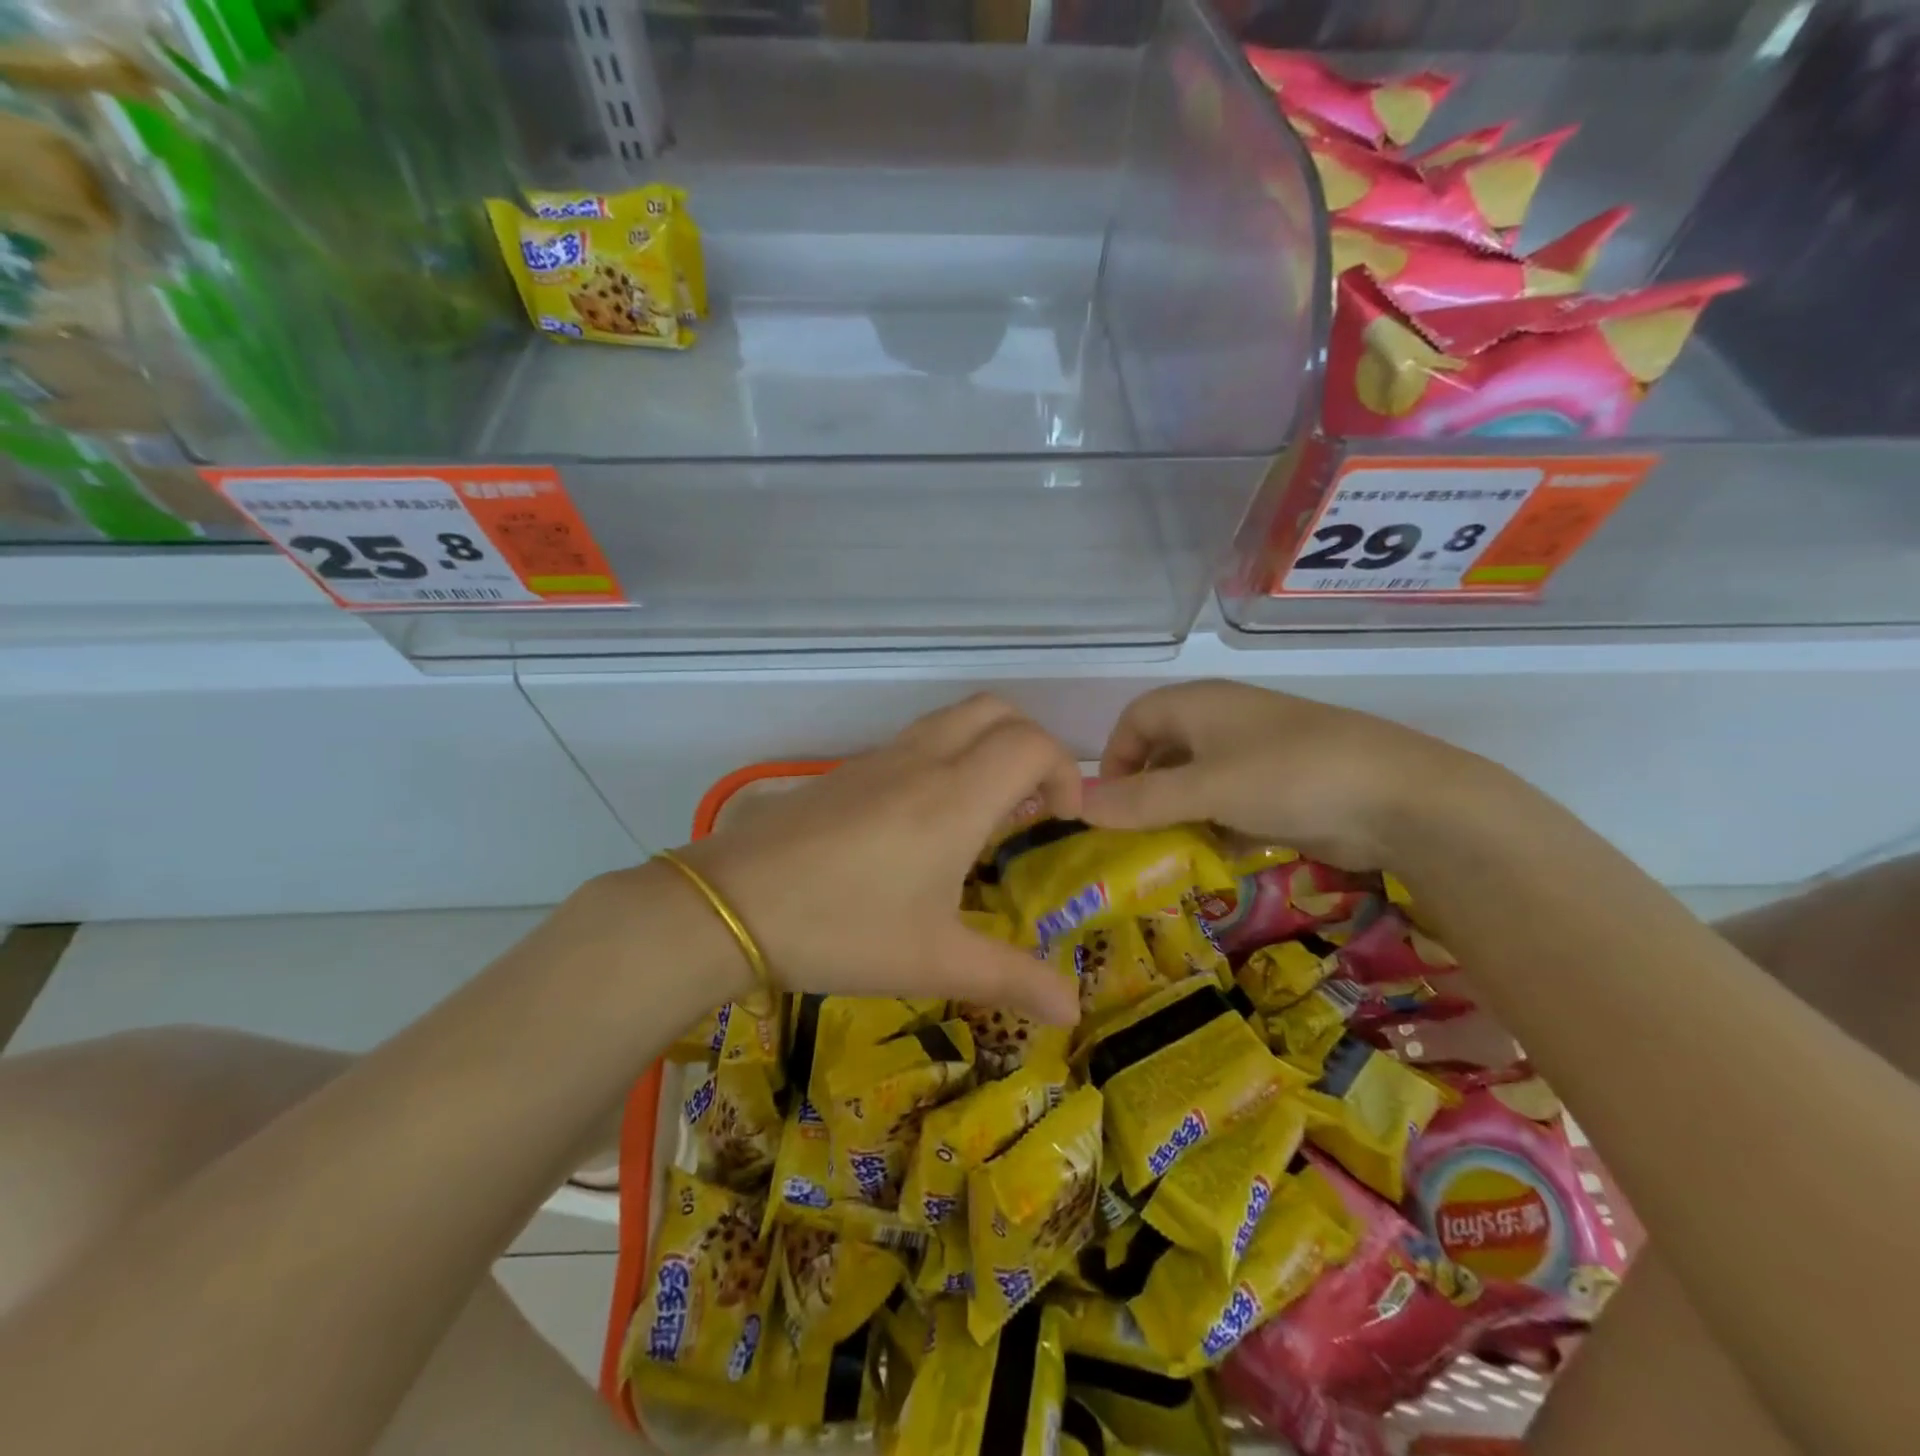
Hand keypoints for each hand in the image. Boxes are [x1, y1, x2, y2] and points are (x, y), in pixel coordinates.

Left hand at [676, 695, 1083, 1024]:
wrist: (732, 904)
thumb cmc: (844, 929)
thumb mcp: (935, 961)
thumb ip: (1012, 979)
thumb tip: (1074, 1011)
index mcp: (957, 796)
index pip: (1033, 744)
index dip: (1065, 772)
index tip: (1059, 821)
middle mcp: (925, 760)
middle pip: (997, 711)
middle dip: (1030, 746)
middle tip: (1029, 805)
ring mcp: (881, 758)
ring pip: (954, 718)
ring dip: (986, 746)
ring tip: (983, 813)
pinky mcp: (848, 770)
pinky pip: (916, 739)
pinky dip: (946, 757)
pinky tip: (925, 823)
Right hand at [1081, 680, 1478, 868]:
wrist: (1402, 799)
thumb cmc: (1290, 776)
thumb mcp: (1206, 788)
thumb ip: (1140, 799)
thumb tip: (1076, 804)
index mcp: (1201, 704)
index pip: (1135, 719)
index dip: (1114, 757)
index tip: (1108, 802)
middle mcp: (1224, 722)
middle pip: (1164, 751)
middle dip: (1144, 791)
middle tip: (1132, 834)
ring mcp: (1256, 754)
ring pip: (1196, 781)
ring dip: (1178, 813)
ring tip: (1168, 850)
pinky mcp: (1283, 786)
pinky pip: (1230, 801)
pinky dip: (1215, 824)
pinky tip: (1217, 853)